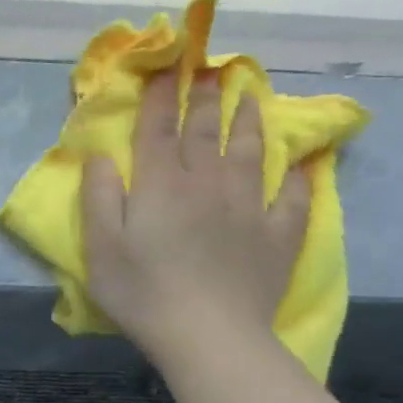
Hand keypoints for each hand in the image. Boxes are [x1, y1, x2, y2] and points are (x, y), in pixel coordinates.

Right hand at [80, 73, 309, 366]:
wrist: (209, 336)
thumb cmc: (143, 292)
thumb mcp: (101, 247)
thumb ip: (99, 197)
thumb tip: (101, 156)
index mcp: (160, 186)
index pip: (158, 130)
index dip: (160, 97)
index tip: (166, 67)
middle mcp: (206, 184)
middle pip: (206, 132)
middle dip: (205, 98)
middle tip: (210, 70)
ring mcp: (248, 207)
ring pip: (250, 153)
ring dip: (250, 121)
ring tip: (252, 97)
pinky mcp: (277, 235)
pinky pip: (292, 198)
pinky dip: (298, 178)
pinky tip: (302, 165)